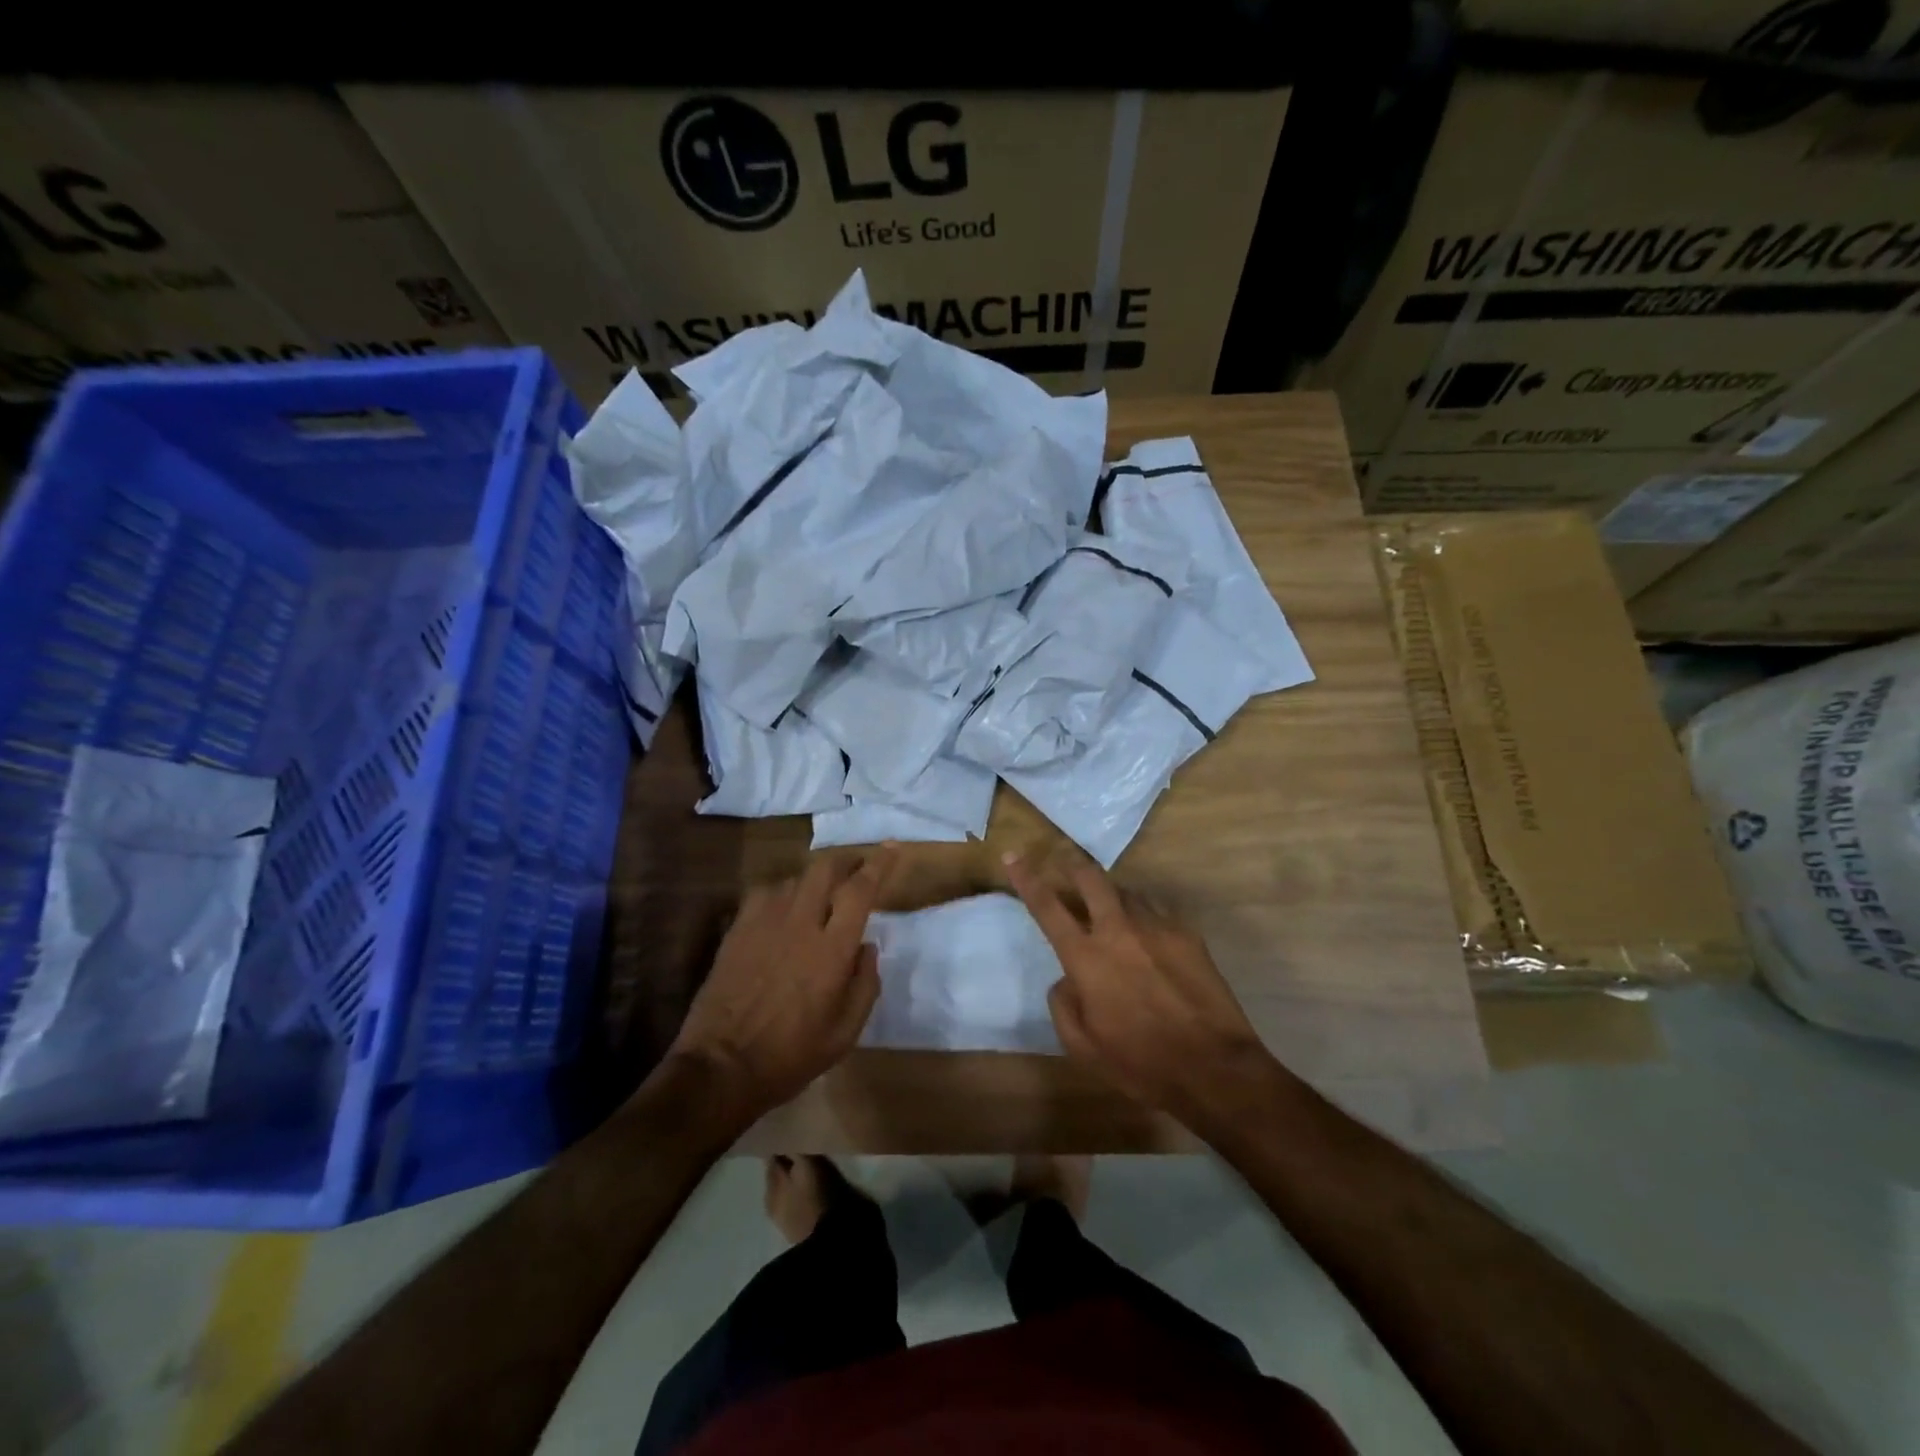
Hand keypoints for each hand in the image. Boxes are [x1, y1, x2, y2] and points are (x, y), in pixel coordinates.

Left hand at [667, 847, 896, 1123]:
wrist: (721, 1066)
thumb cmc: (790, 1055)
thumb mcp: (844, 1033)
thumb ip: (865, 985)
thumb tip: (868, 946)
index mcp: (831, 949)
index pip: (860, 890)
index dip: (879, 864)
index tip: (892, 847)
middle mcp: (800, 923)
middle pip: (825, 869)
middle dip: (846, 860)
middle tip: (857, 867)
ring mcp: (764, 922)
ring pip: (795, 879)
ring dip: (814, 880)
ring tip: (820, 895)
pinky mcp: (737, 929)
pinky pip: (765, 893)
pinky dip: (782, 892)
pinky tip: (783, 909)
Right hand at [1004, 849, 1283, 1130]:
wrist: (1213, 1068)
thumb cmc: (1141, 1064)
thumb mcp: (1083, 1048)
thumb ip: (1063, 1006)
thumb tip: (1065, 980)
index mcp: (1086, 958)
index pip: (1047, 906)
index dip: (1026, 878)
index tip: (1012, 856)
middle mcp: (1118, 930)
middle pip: (1090, 878)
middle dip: (1073, 865)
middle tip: (1065, 863)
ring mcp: (1156, 927)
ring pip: (1126, 891)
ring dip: (1111, 893)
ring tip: (1110, 906)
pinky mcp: (1187, 934)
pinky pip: (1157, 910)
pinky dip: (1143, 914)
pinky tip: (1148, 933)